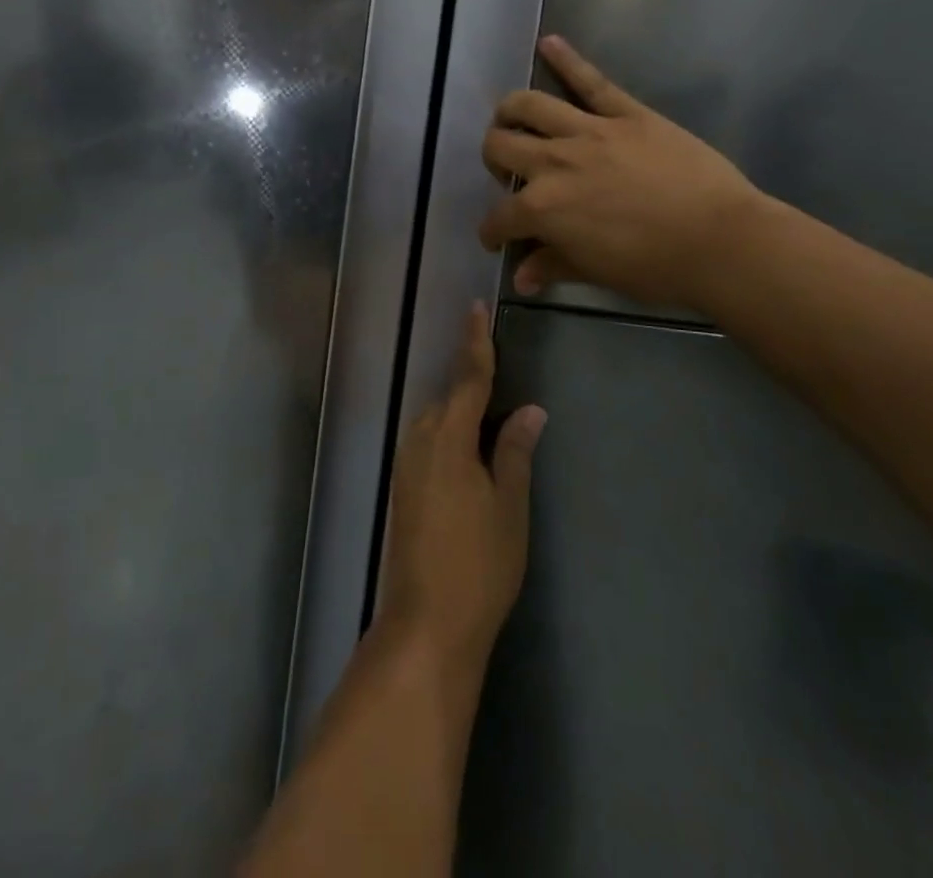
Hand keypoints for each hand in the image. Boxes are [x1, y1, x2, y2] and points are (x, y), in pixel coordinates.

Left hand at [378, 306, 546, 674]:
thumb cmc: (479, 564)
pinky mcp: (401, 489)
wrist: (427, 624)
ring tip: (493, 426)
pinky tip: (469, 459)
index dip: (475, 344)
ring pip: (436, 423)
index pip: (467, 379)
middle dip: (472, 389)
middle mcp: (419, 442)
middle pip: (448, 400)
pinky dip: (449, 438)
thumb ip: (515, 451)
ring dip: (461, 416)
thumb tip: (530, 410)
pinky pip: (428, 445)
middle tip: (505, 389)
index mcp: (447, 438)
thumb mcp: (509, 506)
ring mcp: (405, 466)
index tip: (476, 309)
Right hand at [480, 36, 762, 308]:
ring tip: (511, 119)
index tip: (498, 239)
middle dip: (494, 161)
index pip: (499, 217)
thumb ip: (552, 266)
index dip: (493, 231)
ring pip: (528, 105)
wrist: (719, 240)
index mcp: (543, 208)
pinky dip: (566, 59)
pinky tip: (548, 43)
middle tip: (508, 174)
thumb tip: (521, 277)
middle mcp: (553, 162)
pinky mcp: (625, 113)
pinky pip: (590, 81)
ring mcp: (589, 132)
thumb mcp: (595, 273)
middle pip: (501, 147)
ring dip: (510, 112)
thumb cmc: (655, 267)